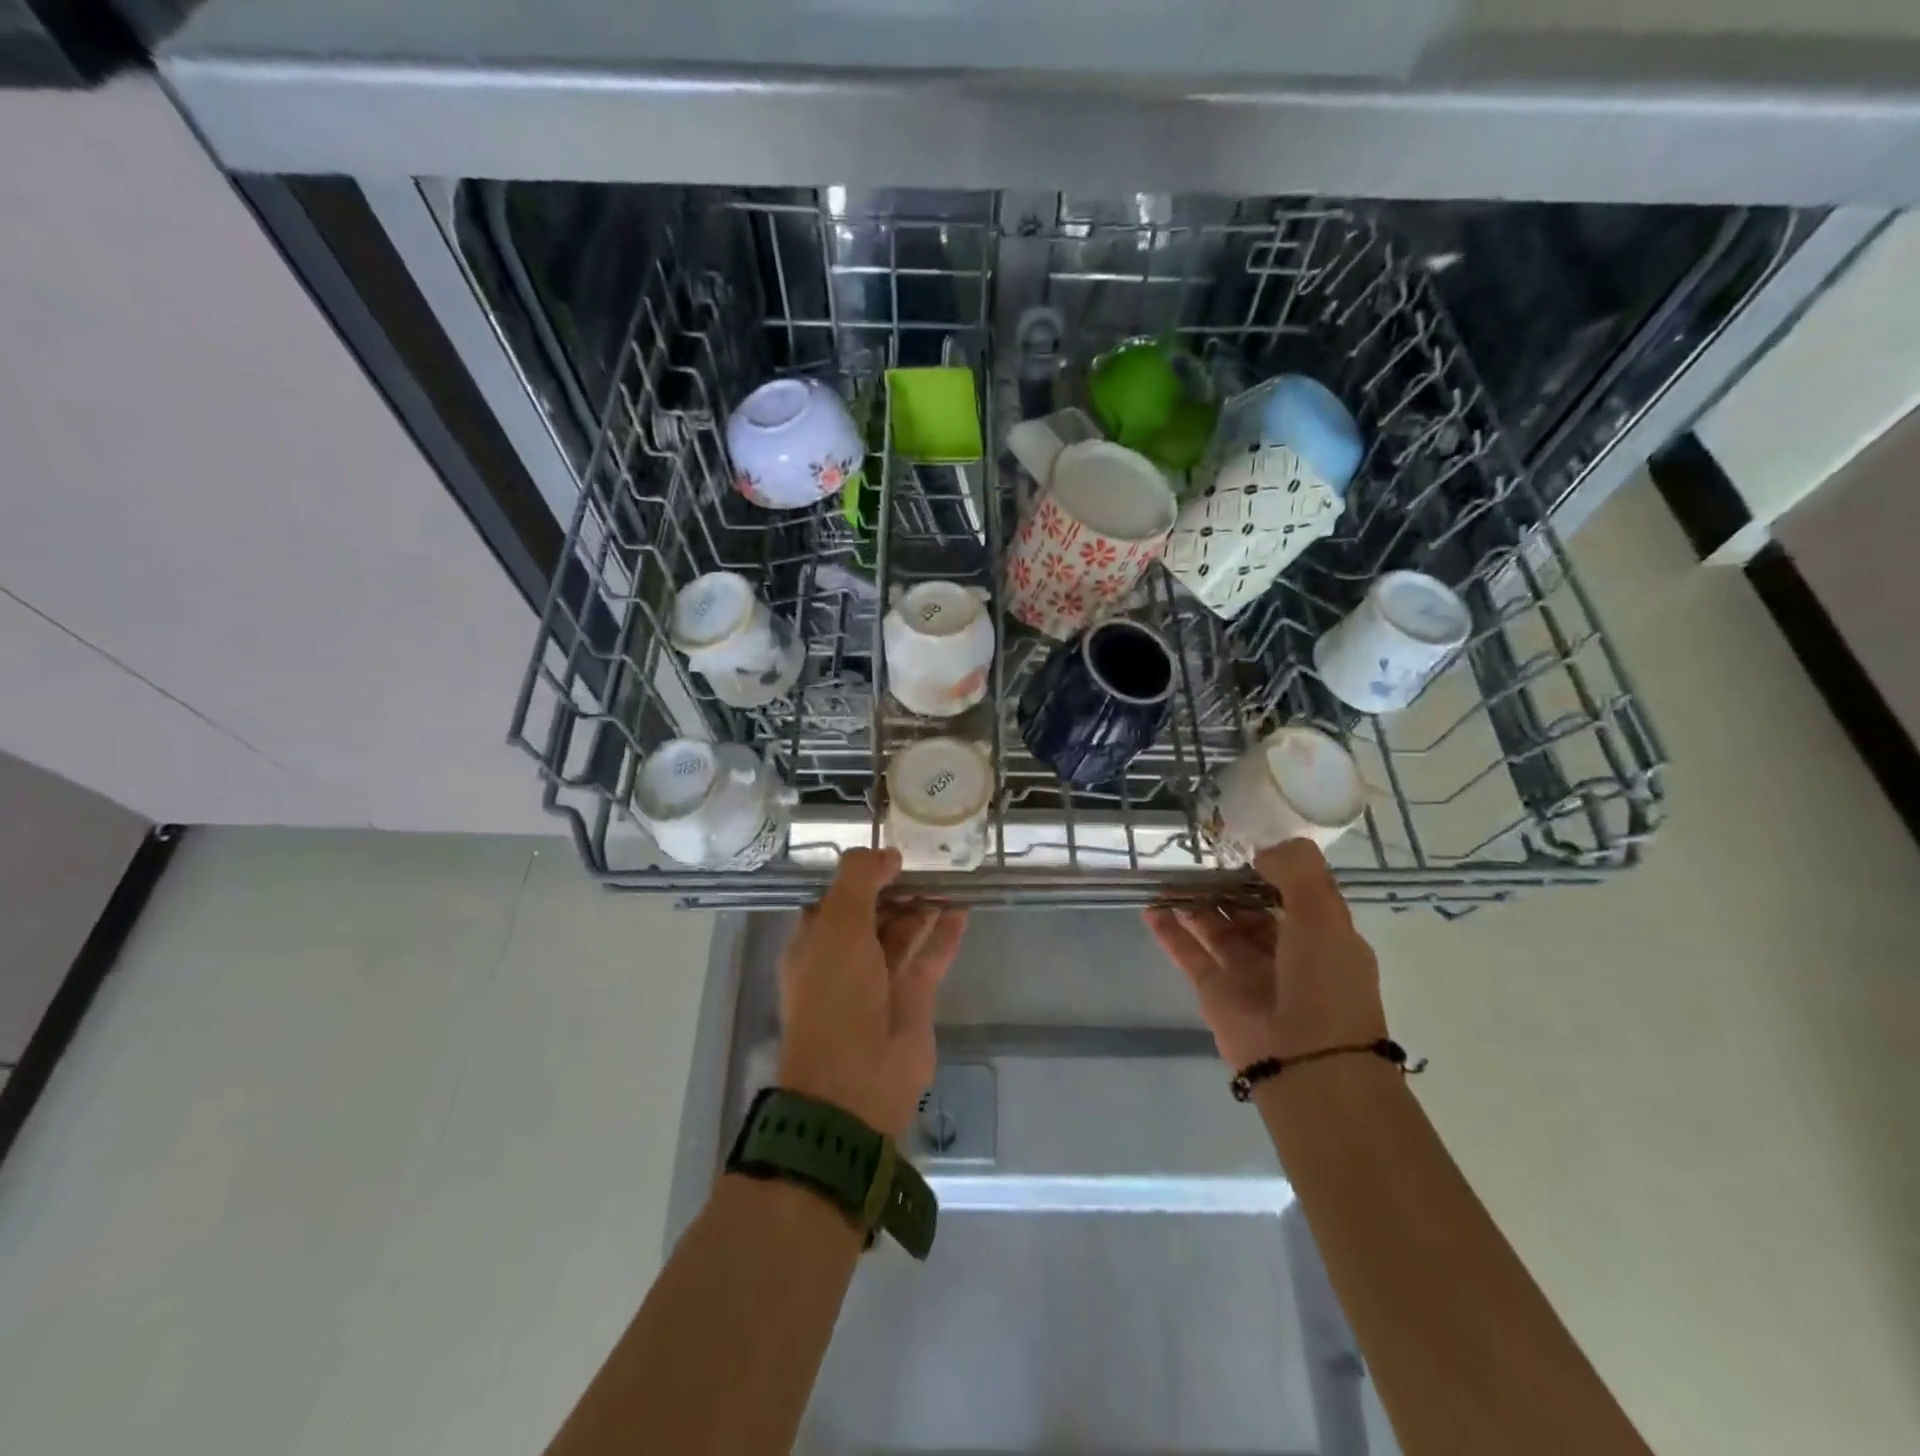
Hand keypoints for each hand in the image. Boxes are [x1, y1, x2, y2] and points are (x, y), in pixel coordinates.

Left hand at [776, 849, 968, 1137]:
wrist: (856, 1082)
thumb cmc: (836, 996)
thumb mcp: (837, 926)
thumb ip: (859, 880)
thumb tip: (886, 853)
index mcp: (815, 942)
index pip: (837, 898)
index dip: (862, 873)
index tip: (891, 849)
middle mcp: (845, 958)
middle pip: (873, 912)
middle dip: (897, 887)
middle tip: (929, 859)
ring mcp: (880, 979)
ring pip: (903, 932)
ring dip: (923, 906)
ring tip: (950, 876)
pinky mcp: (912, 998)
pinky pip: (930, 957)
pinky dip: (945, 934)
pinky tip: (963, 909)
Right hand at [1144, 839, 1385, 1070]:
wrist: (1308, 1065)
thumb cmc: (1325, 985)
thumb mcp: (1324, 916)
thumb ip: (1297, 872)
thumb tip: (1261, 849)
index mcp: (1320, 935)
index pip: (1292, 891)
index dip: (1269, 866)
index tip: (1241, 841)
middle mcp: (1283, 950)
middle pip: (1248, 906)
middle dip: (1226, 882)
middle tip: (1197, 854)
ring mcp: (1246, 971)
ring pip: (1215, 926)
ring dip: (1194, 901)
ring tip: (1168, 874)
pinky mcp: (1214, 990)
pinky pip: (1187, 952)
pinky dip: (1169, 930)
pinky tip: (1150, 907)